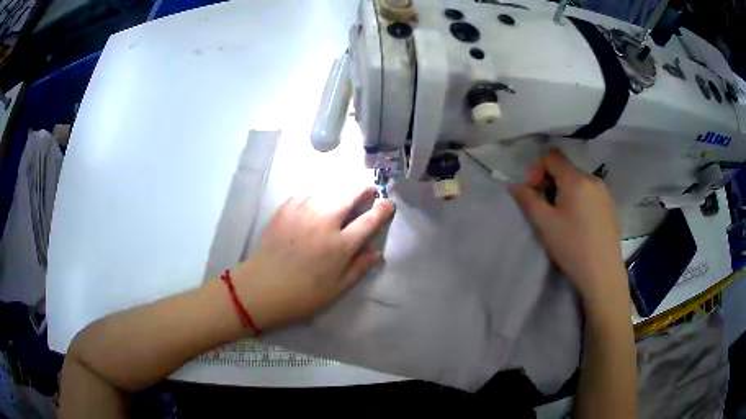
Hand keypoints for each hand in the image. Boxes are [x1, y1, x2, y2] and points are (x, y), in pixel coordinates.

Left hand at [232, 187, 394, 330]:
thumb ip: (358, 268)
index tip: (388, 203)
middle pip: (349, 195)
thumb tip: (376, 253)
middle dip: (363, 189)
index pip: (368, 221)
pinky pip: (306, 192)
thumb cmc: (302, 295)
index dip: (382, 210)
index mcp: (340, 246)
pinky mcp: (285, 210)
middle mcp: (324, 223)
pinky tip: (318, 195)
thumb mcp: (336, 289)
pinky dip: (317, 190)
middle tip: (368, 190)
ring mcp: (303, 213)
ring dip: (341, 187)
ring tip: (346, 190)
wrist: (262, 288)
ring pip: (328, 189)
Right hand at [508, 152, 627, 308]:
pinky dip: (577, 199)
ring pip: (577, 181)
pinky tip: (576, 222)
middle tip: (542, 206)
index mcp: (577, 180)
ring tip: (559, 216)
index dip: (537, 169)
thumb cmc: (573, 247)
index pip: (552, 157)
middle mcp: (593, 179)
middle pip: (565, 169)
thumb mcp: (545, 224)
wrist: (603, 274)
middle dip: (549, 182)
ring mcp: (605, 193)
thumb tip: (513, 185)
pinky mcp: (610, 206)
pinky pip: (589, 193)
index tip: (531, 191)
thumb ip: (527, 200)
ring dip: (563, 191)